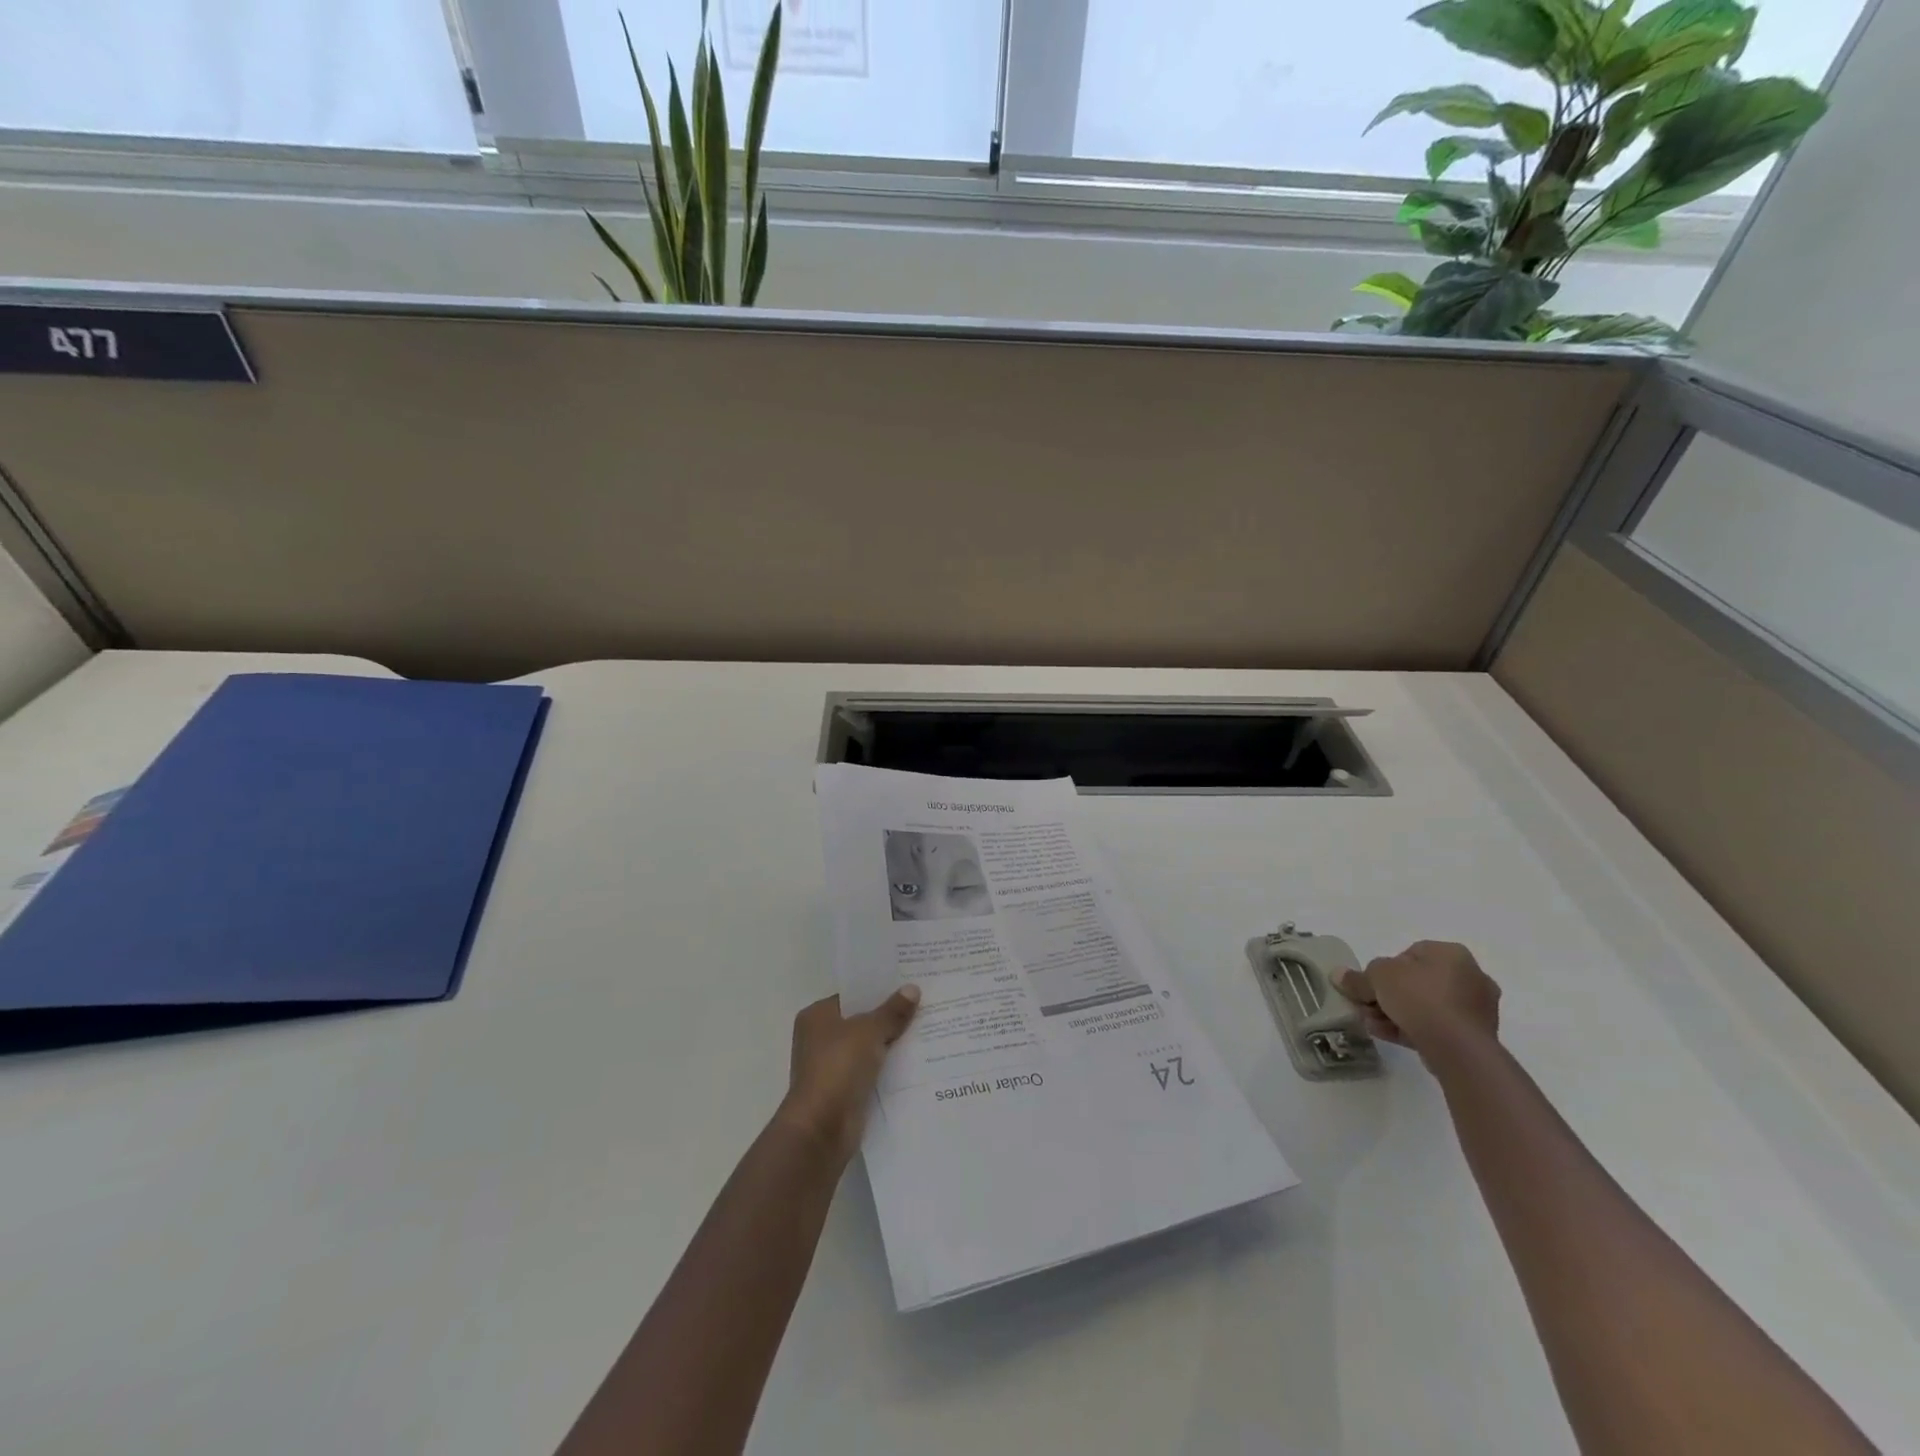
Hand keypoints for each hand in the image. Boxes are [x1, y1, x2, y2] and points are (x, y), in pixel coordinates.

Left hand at [775, 987, 920, 1166]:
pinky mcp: (844, 1091)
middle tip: (924, 1002)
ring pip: (869, 1047)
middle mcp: (820, 1038)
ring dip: (892, 1043)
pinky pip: (872, 1071)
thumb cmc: (838, 1067)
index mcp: (817, 1016)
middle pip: (861, 1021)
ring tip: (928, 1028)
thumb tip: (912, 989)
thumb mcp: (869, 1031)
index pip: (852, 995)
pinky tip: (918, 1060)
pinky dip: (890, 1068)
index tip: (908, 983)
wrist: (822, 1128)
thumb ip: (892, 1011)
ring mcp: (832, 1066)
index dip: (879, 989)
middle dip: (889, 1016)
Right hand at [1338, 940, 1500, 1064]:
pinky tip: (1387, 1035)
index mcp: (1451, 953)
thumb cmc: (1420, 997)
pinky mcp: (1476, 1036)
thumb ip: (1357, 977)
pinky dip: (1412, 1028)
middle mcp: (1470, 976)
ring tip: (1372, 1024)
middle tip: (1367, 1007)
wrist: (1458, 1048)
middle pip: (1416, 982)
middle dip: (1388, 995)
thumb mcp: (1377, 977)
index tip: (1371, 986)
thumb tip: (1338, 975)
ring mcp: (1476, 1008)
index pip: (1410, 954)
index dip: (1384, 969)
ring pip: (1425, 1006)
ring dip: (1395, 1013)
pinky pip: (1436, 1026)